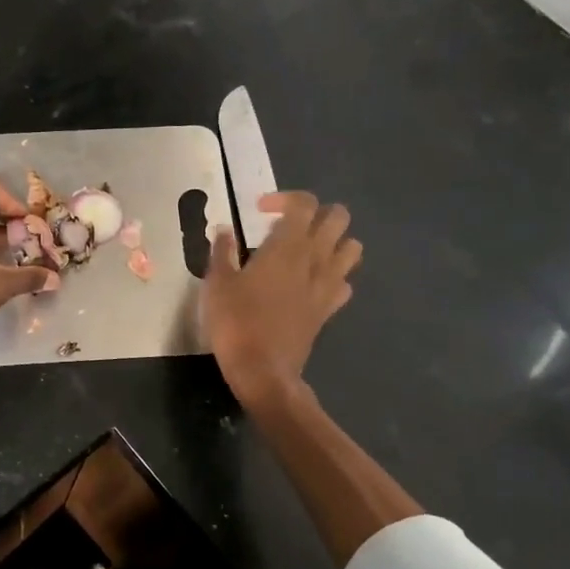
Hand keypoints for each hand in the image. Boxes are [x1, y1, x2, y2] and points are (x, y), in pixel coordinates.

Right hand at [204, 192, 361, 407]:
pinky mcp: (328, 309)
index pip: (304, 203)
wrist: (263, 370)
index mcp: (287, 246)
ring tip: (307, 250)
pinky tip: (312, 283)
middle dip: (317, 213)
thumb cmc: (236, 322)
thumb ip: (222, 252)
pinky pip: (345, 283)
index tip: (260, 211)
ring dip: (334, 241)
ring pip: (352, 248)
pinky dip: (333, 276)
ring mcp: (326, 285)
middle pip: (338, 217)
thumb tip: (224, 231)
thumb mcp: (217, 284)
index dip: (284, 198)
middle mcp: (315, 259)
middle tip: (289, 226)